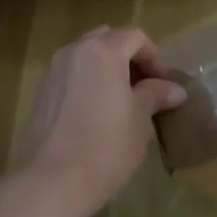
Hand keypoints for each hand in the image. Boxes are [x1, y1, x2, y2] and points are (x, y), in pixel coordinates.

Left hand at [22, 25, 186, 210]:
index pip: (135, 37)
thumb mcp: (140, 118)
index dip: (154, 57)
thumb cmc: (107, 145)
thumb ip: (155, 95)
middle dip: (128, 57)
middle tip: (144, 85)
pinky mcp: (41, 93)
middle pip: (107, 39)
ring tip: (122, 99)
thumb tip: (175, 90)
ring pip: (86, 55)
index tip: (164, 84)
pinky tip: (97, 111)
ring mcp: (53, 71)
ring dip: (107, 68)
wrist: (55, 180)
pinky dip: (87, 81)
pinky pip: (71, 74)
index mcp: (103, 51)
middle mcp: (74, 51)